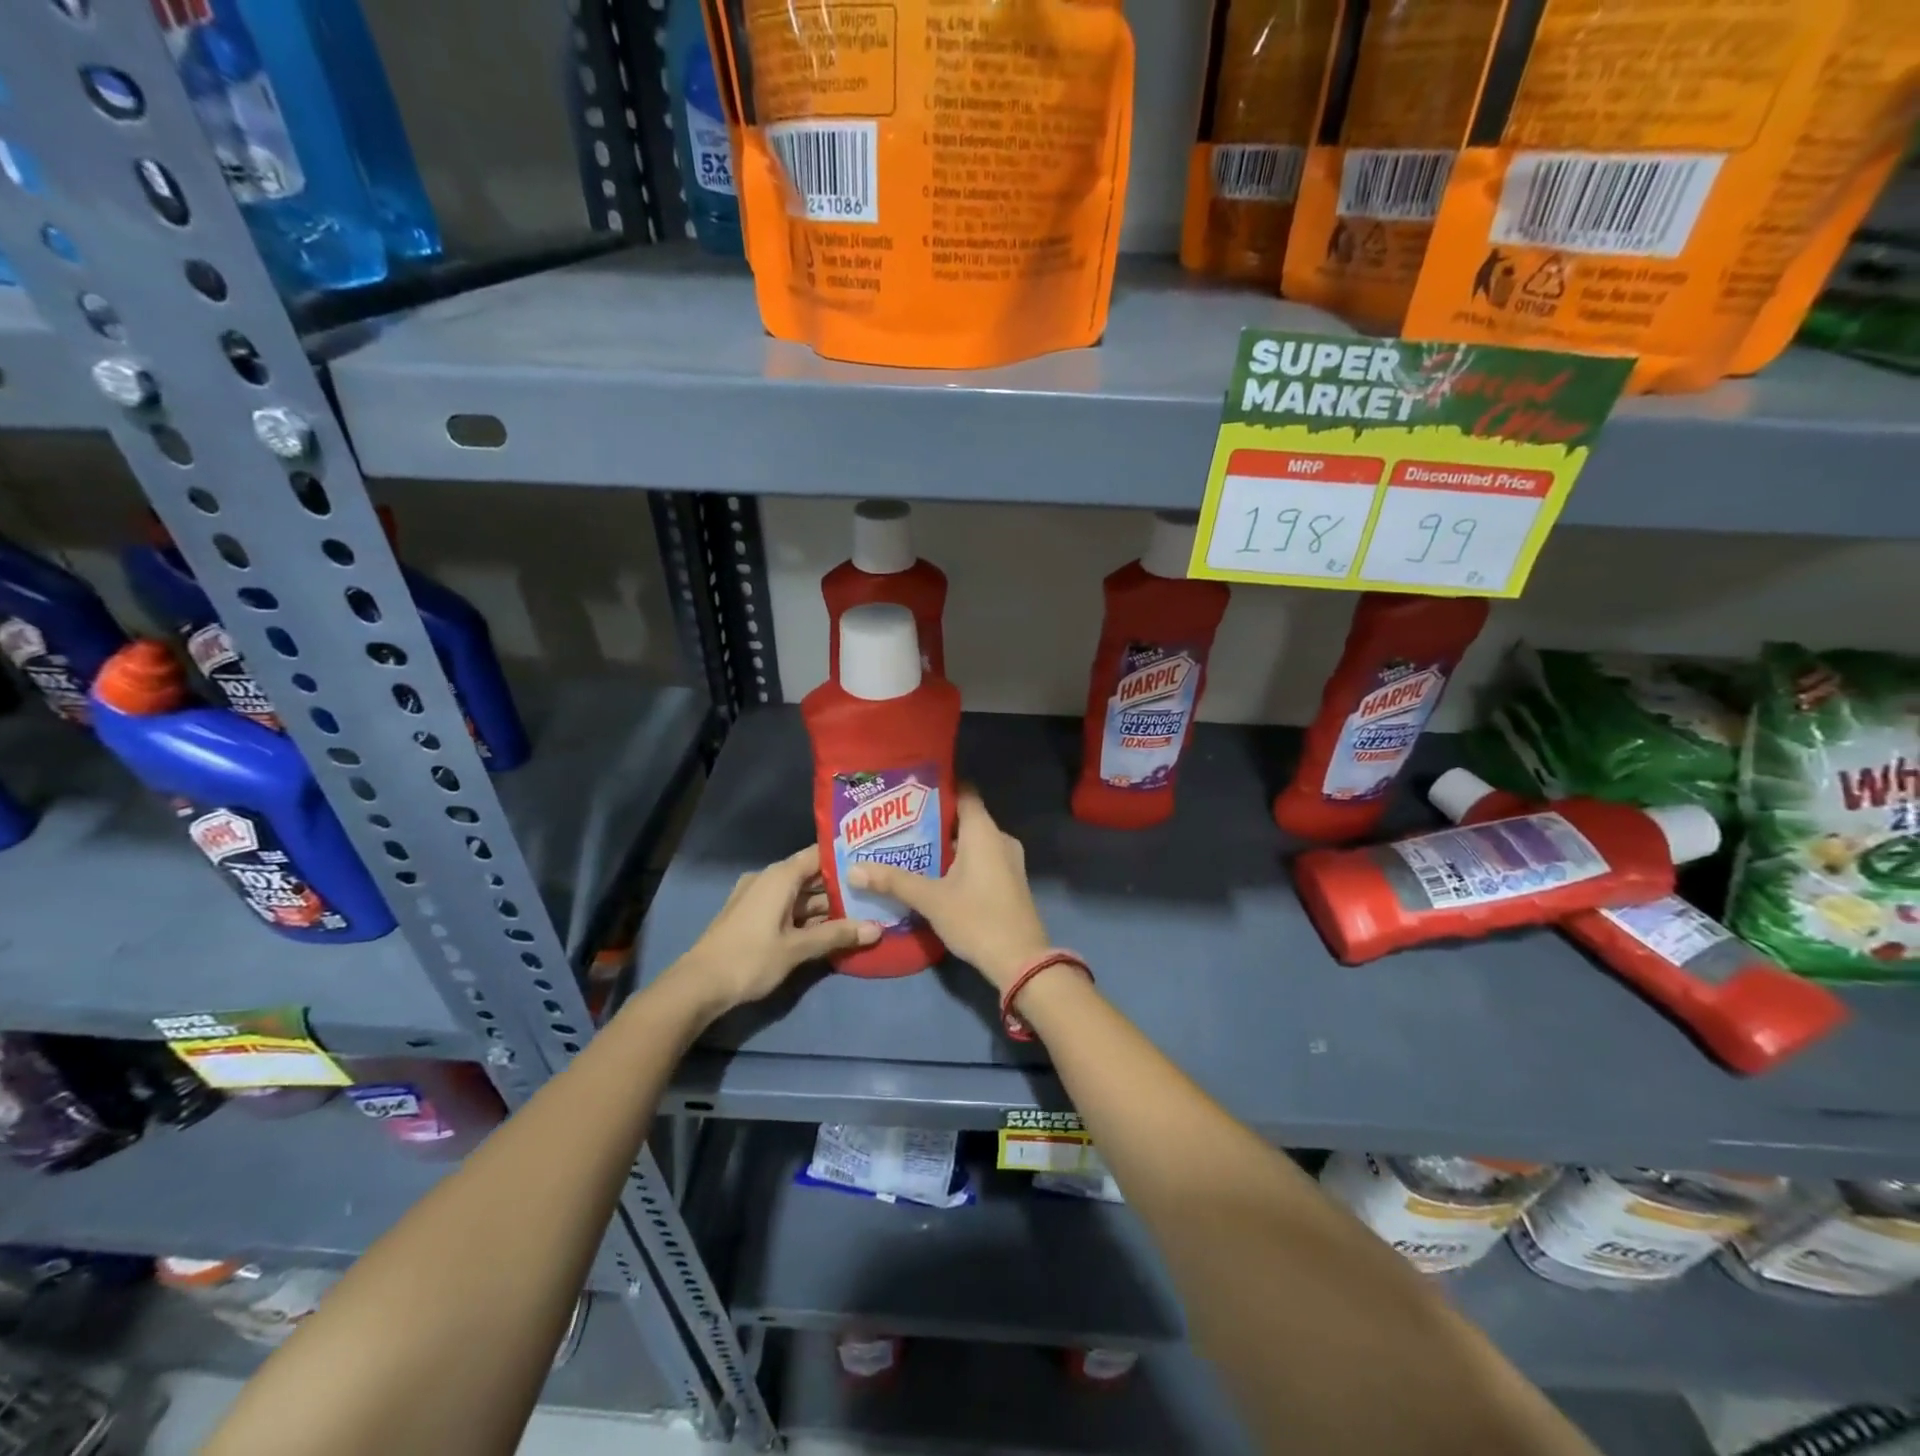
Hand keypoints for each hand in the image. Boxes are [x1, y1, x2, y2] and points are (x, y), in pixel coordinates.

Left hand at [672, 845, 878, 1013]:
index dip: (846, 857)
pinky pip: (787, 907)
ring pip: (800, 894)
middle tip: (875, 892)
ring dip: (825, 906)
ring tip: (861, 912)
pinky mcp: (751, 916)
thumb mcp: (797, 949)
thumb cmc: (749, 959)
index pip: (819, 854)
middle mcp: (768, 878)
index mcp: (779, 876)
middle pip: (811, 875)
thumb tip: (877, 928)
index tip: (874, 861)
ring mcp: (757, 897)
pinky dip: (807, 916)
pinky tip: (830, 930)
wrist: (697, 986)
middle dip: (841, 886)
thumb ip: (837, 935)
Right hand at [847, 788, 1050, 990]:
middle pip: (965, 817)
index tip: (910, 790)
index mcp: (984, 831)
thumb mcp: (931, 899)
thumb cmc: (977, 918)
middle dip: (934, 820)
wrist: (1021, 960)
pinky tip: (934, 873)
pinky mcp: (1010, 880)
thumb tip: (854, 869)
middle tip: (899, 823)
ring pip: (972, 841)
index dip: (939, 787)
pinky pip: (981, 858)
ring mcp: (1008, 860)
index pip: (964, 791)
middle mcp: (1000, 838)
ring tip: (910, 847)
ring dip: (945, 844)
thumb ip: (894, 881)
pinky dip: (959, 860)